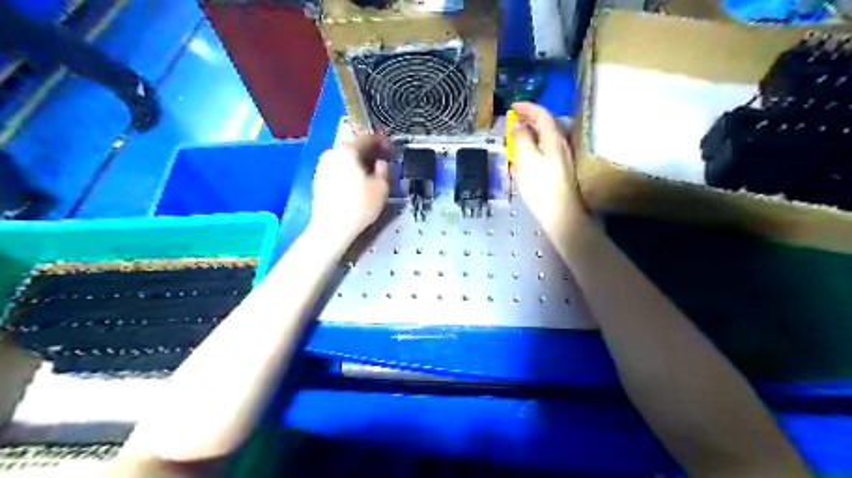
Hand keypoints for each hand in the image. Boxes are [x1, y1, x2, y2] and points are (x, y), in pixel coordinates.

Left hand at [313, 135, 389, 240]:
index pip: (367, 137)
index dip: (381, 141)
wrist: (331, 227)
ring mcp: (322, 165)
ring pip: (344, 157)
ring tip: (369, 172)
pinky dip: (347, 169)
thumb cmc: (359, 206)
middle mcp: (332, 152)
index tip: (390, 149)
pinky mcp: (318, 178)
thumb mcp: (381, 188)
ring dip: (357, 161)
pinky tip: (355, 182)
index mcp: (348, 150)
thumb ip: (384, 170)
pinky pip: (337, 167)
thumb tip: (381, 162)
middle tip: (381, 160)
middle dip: (368, 151)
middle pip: (353, 146)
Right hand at [509, 102, 589, 234]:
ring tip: (517, 135)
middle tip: (513, 120)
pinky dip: (535, 145)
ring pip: (546, 137)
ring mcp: (562, 157)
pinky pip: (546, 149)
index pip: (542, 114)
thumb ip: (521, 139)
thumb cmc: (541, 186)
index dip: (527, 107)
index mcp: (553, 138)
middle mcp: (561, 144)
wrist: (560, 214)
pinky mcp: (560, 170)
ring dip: (532, 132)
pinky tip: (526, 154)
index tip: (512, 106)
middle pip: (546, 124)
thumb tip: (517, 125)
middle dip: (529, 118)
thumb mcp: (526, 159)